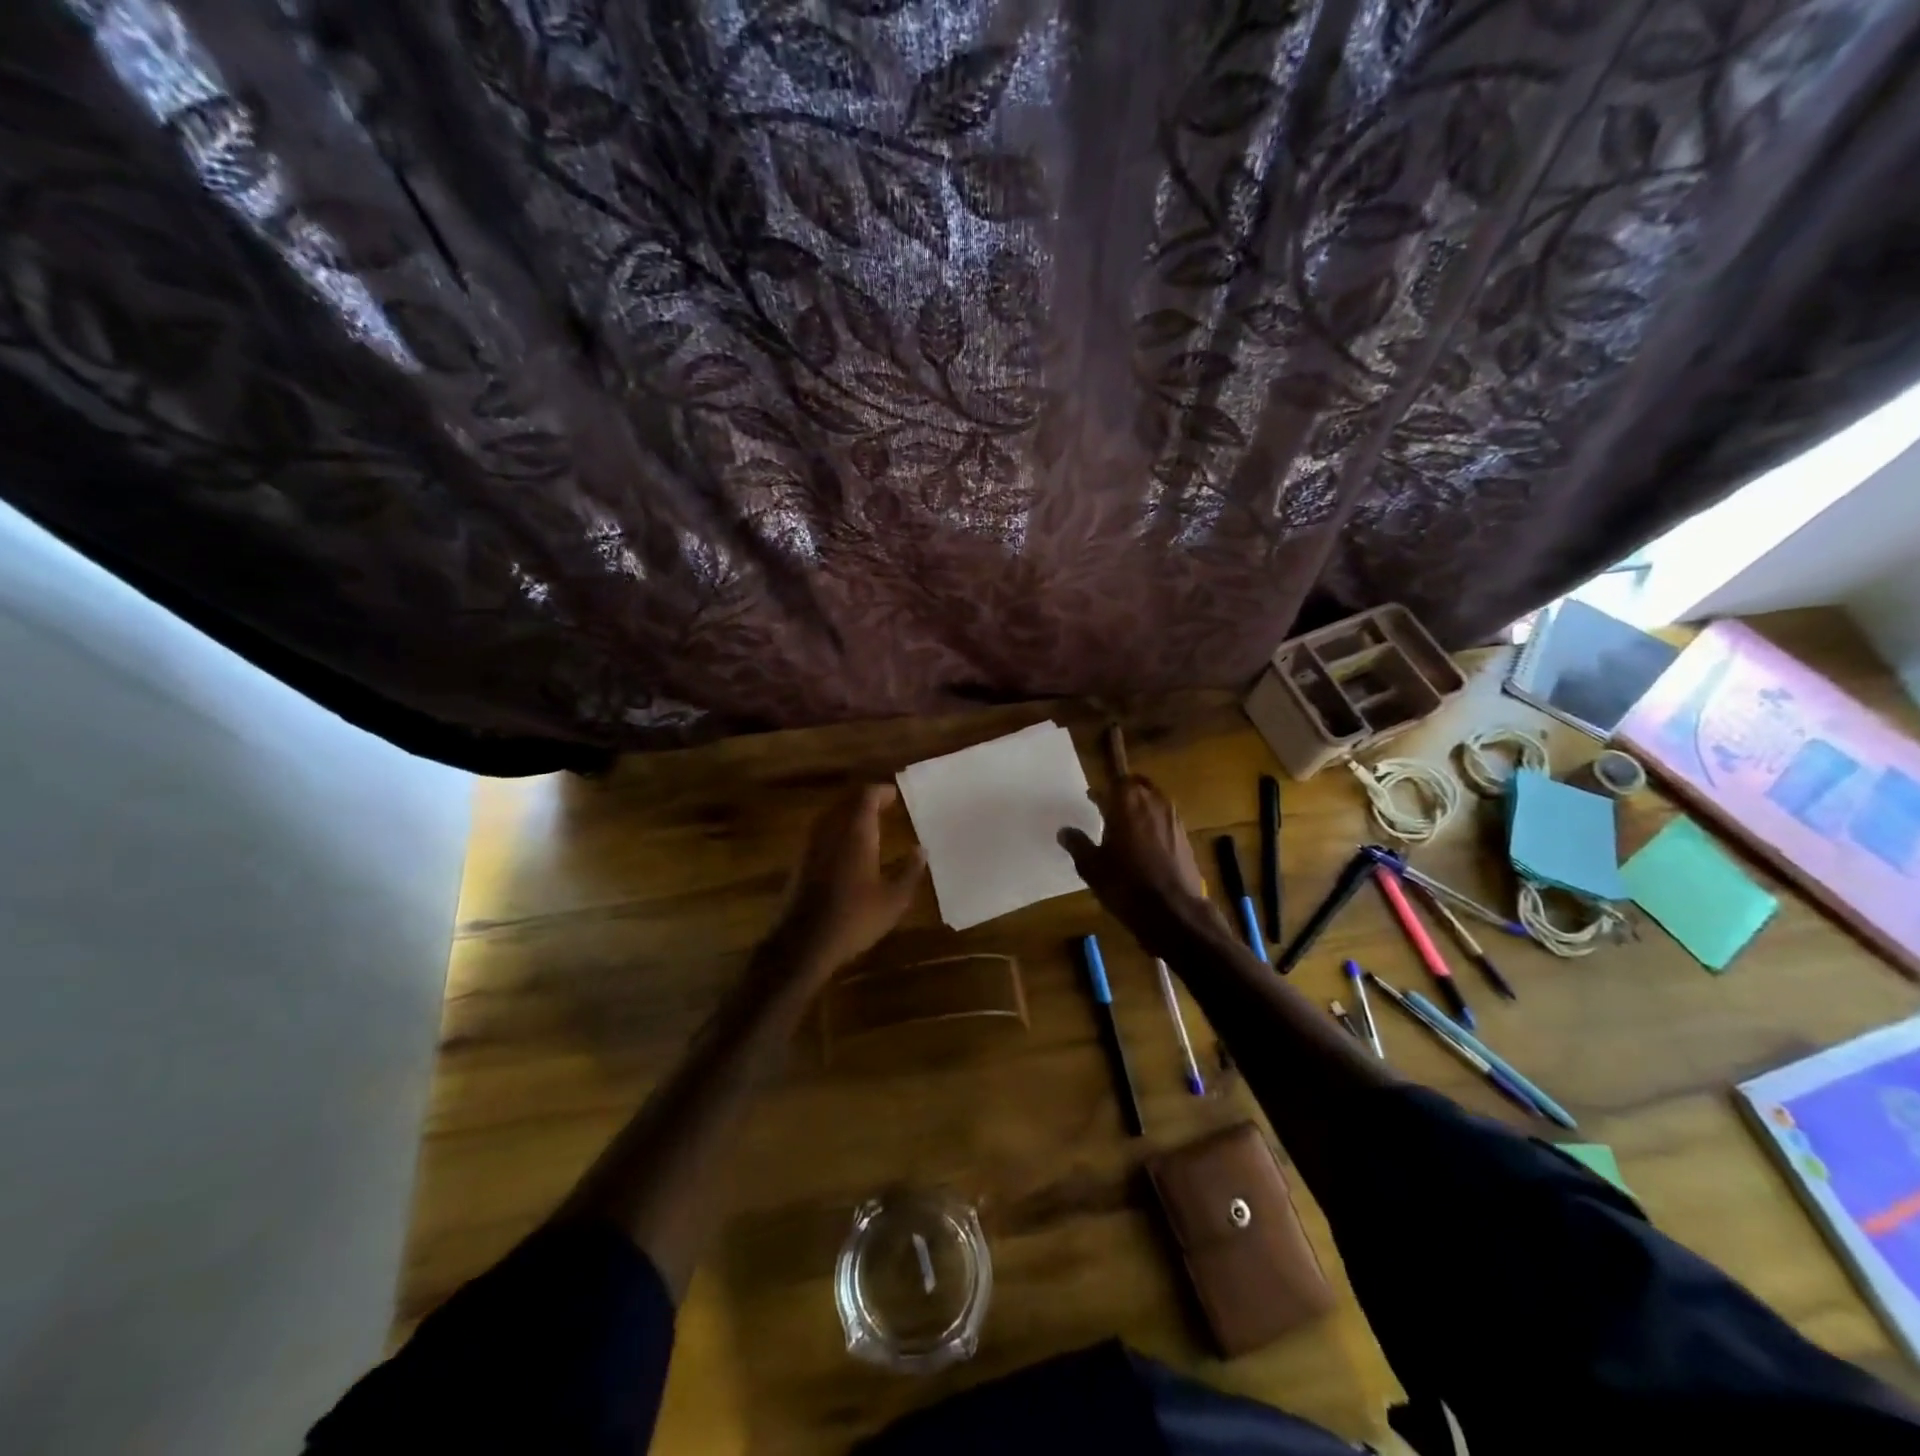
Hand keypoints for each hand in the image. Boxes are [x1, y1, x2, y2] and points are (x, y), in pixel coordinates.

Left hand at [769, 783, 926, 979]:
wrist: (803, 944)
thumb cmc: (854, 919)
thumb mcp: (894, 901)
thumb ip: (909, 871)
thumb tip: (921, 849)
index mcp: (856, 834)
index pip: (866, 797)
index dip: (881, 792)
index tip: (895, 795)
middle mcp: (831, 831)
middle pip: (846, 802)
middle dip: (865, 800)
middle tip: (885, 805)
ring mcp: (811, 846)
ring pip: (831, 816)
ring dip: (848, 814)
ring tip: (868, 823)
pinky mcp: (800, 862)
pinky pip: (821, 833)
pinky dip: (836, 830)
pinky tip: (846, 848)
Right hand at [1058, 775, 1216, 953]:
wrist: (1173, 911)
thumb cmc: (1126, 884)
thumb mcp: (1091, 866)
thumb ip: (1077, 844)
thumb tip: (1064, 831)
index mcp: (1127, 802)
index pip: (1115, 779)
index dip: (1102, 788)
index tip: (1091, 797)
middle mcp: (1153, 802)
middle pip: (1137, 786)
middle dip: (1122, 793)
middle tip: (1107, 806)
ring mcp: (1173, 819)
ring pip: (1154, 801)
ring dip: (1139, 807)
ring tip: (1124, 825)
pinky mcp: (1184, 838)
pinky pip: (1165, 820)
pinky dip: (1153, 824)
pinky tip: (1143, 844)